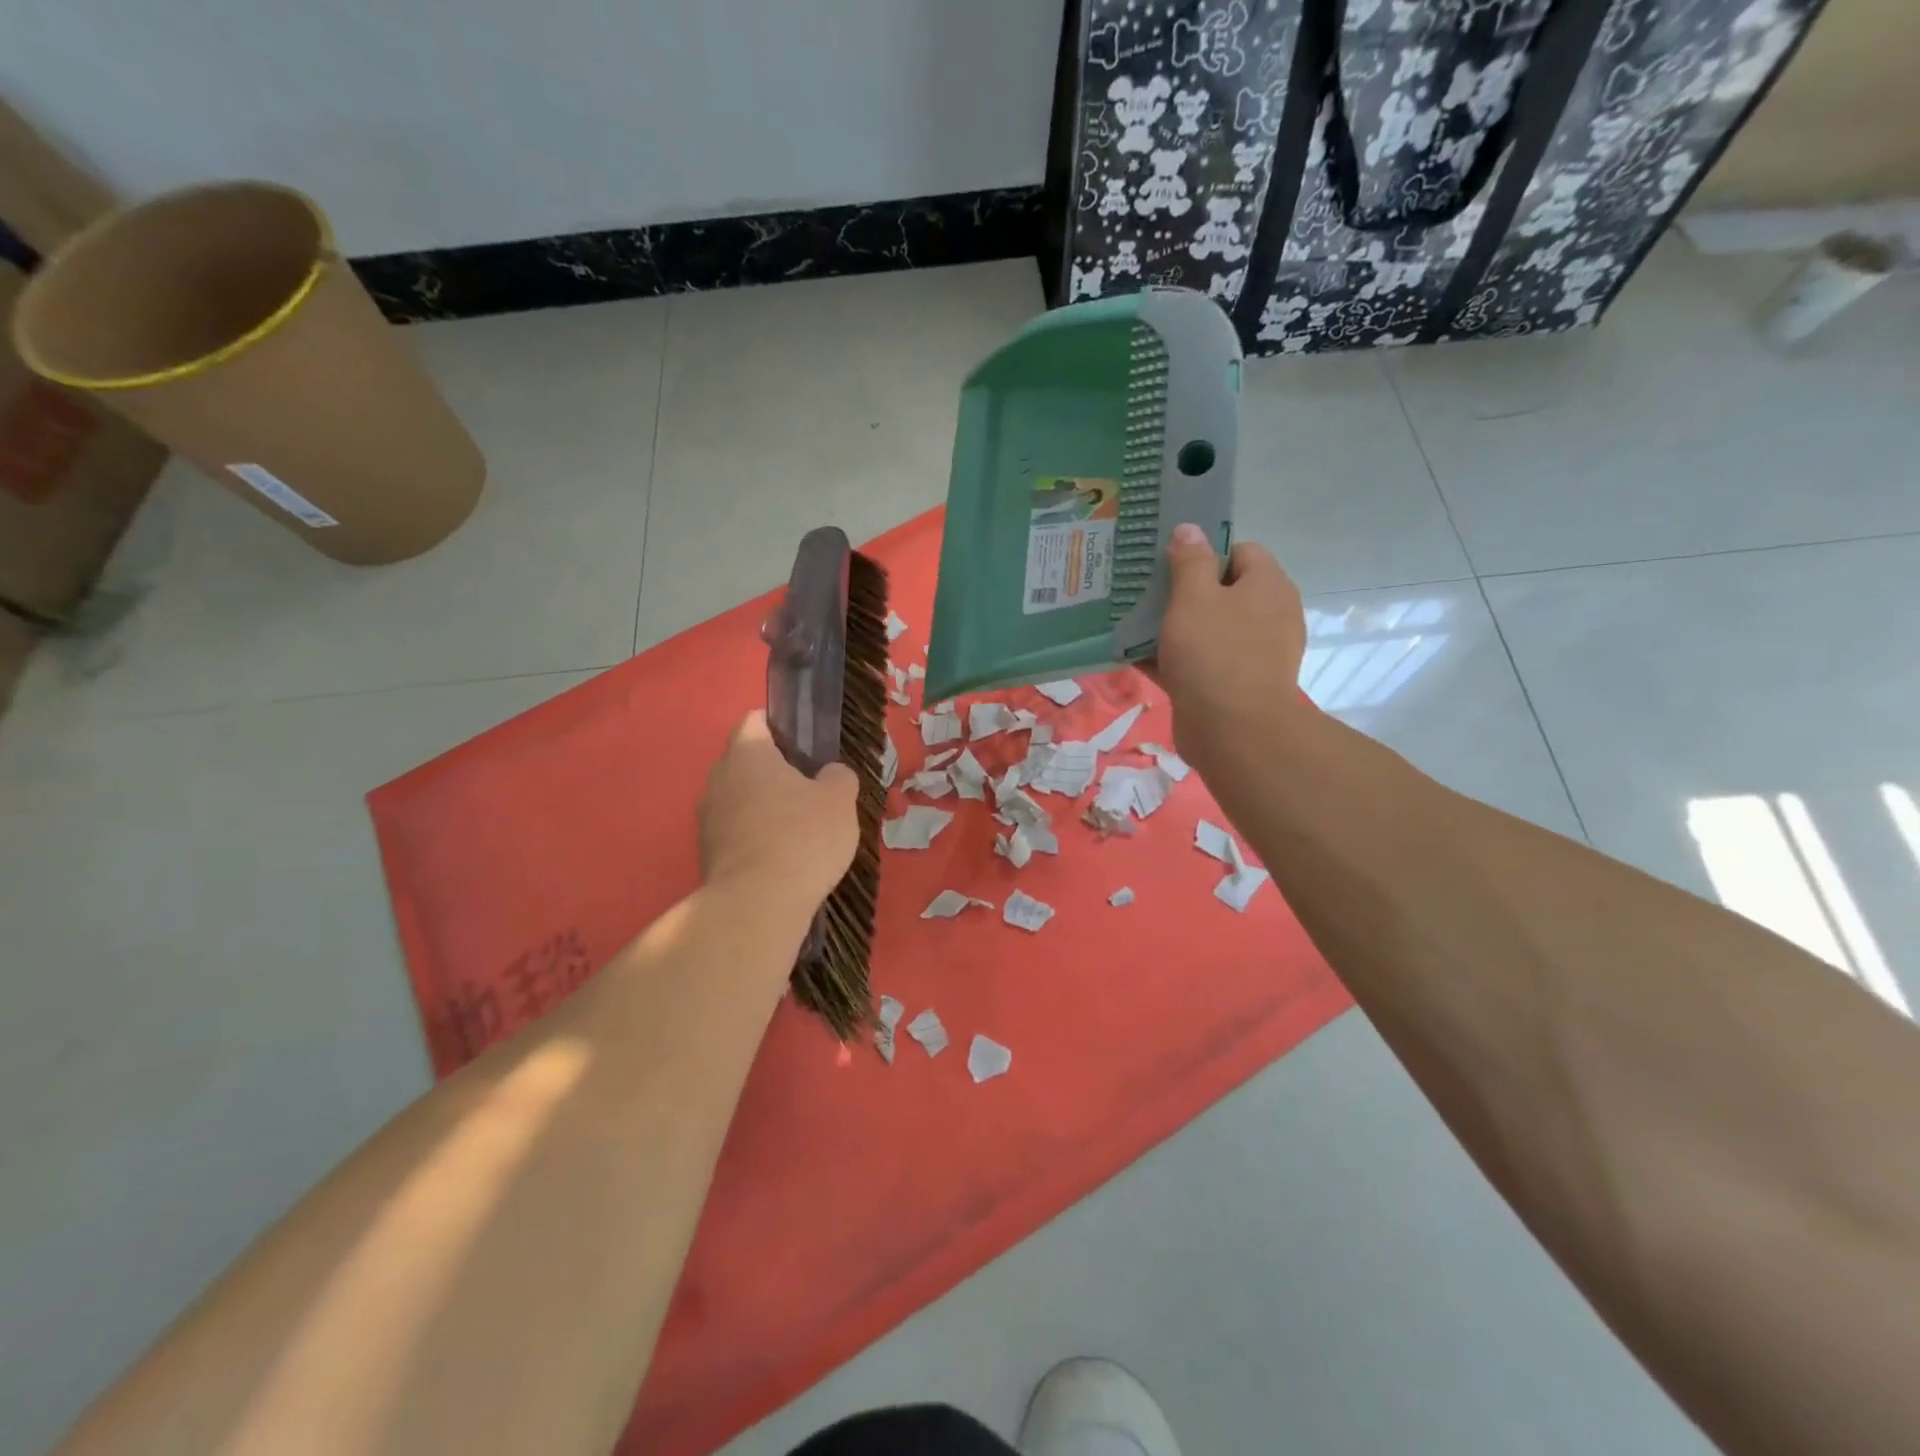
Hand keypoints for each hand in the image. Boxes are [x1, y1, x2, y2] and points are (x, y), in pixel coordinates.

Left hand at [698, 712, 859, 911]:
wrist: (757, 905)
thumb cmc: (801, 838)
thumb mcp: (839, 800)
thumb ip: (838, 777)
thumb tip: (830, 774)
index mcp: (747, 753)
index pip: (756, 720)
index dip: (782, 727)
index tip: (808, 746)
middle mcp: (718, 778)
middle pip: (746, 761)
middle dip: (776, 771)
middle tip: (812, 789)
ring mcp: (707, 818)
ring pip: (740, 798)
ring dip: (765, 807)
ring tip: (800, 829)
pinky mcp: (707, 853)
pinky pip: (736, 832)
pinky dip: (756, 837)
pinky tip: (783, 857)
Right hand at [1151, 523, 1308, 776]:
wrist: (1233, 731)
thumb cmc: (1214, 653)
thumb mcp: (1193, 597)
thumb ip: (1190, 561)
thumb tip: (1190, 529)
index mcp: (1268, 586)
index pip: (1240, 552)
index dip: (1204, 553)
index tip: (1168, 565)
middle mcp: (1268, 616)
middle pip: (1222, 592)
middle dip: (1182, 592)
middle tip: (1144, 594)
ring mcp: (1252, 654)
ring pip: (1207, 629)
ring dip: (1173, 628)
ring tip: (1132, 624)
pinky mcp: (1234, 686)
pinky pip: (1200, 662)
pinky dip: (1173, 659)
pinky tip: (1135, 658)